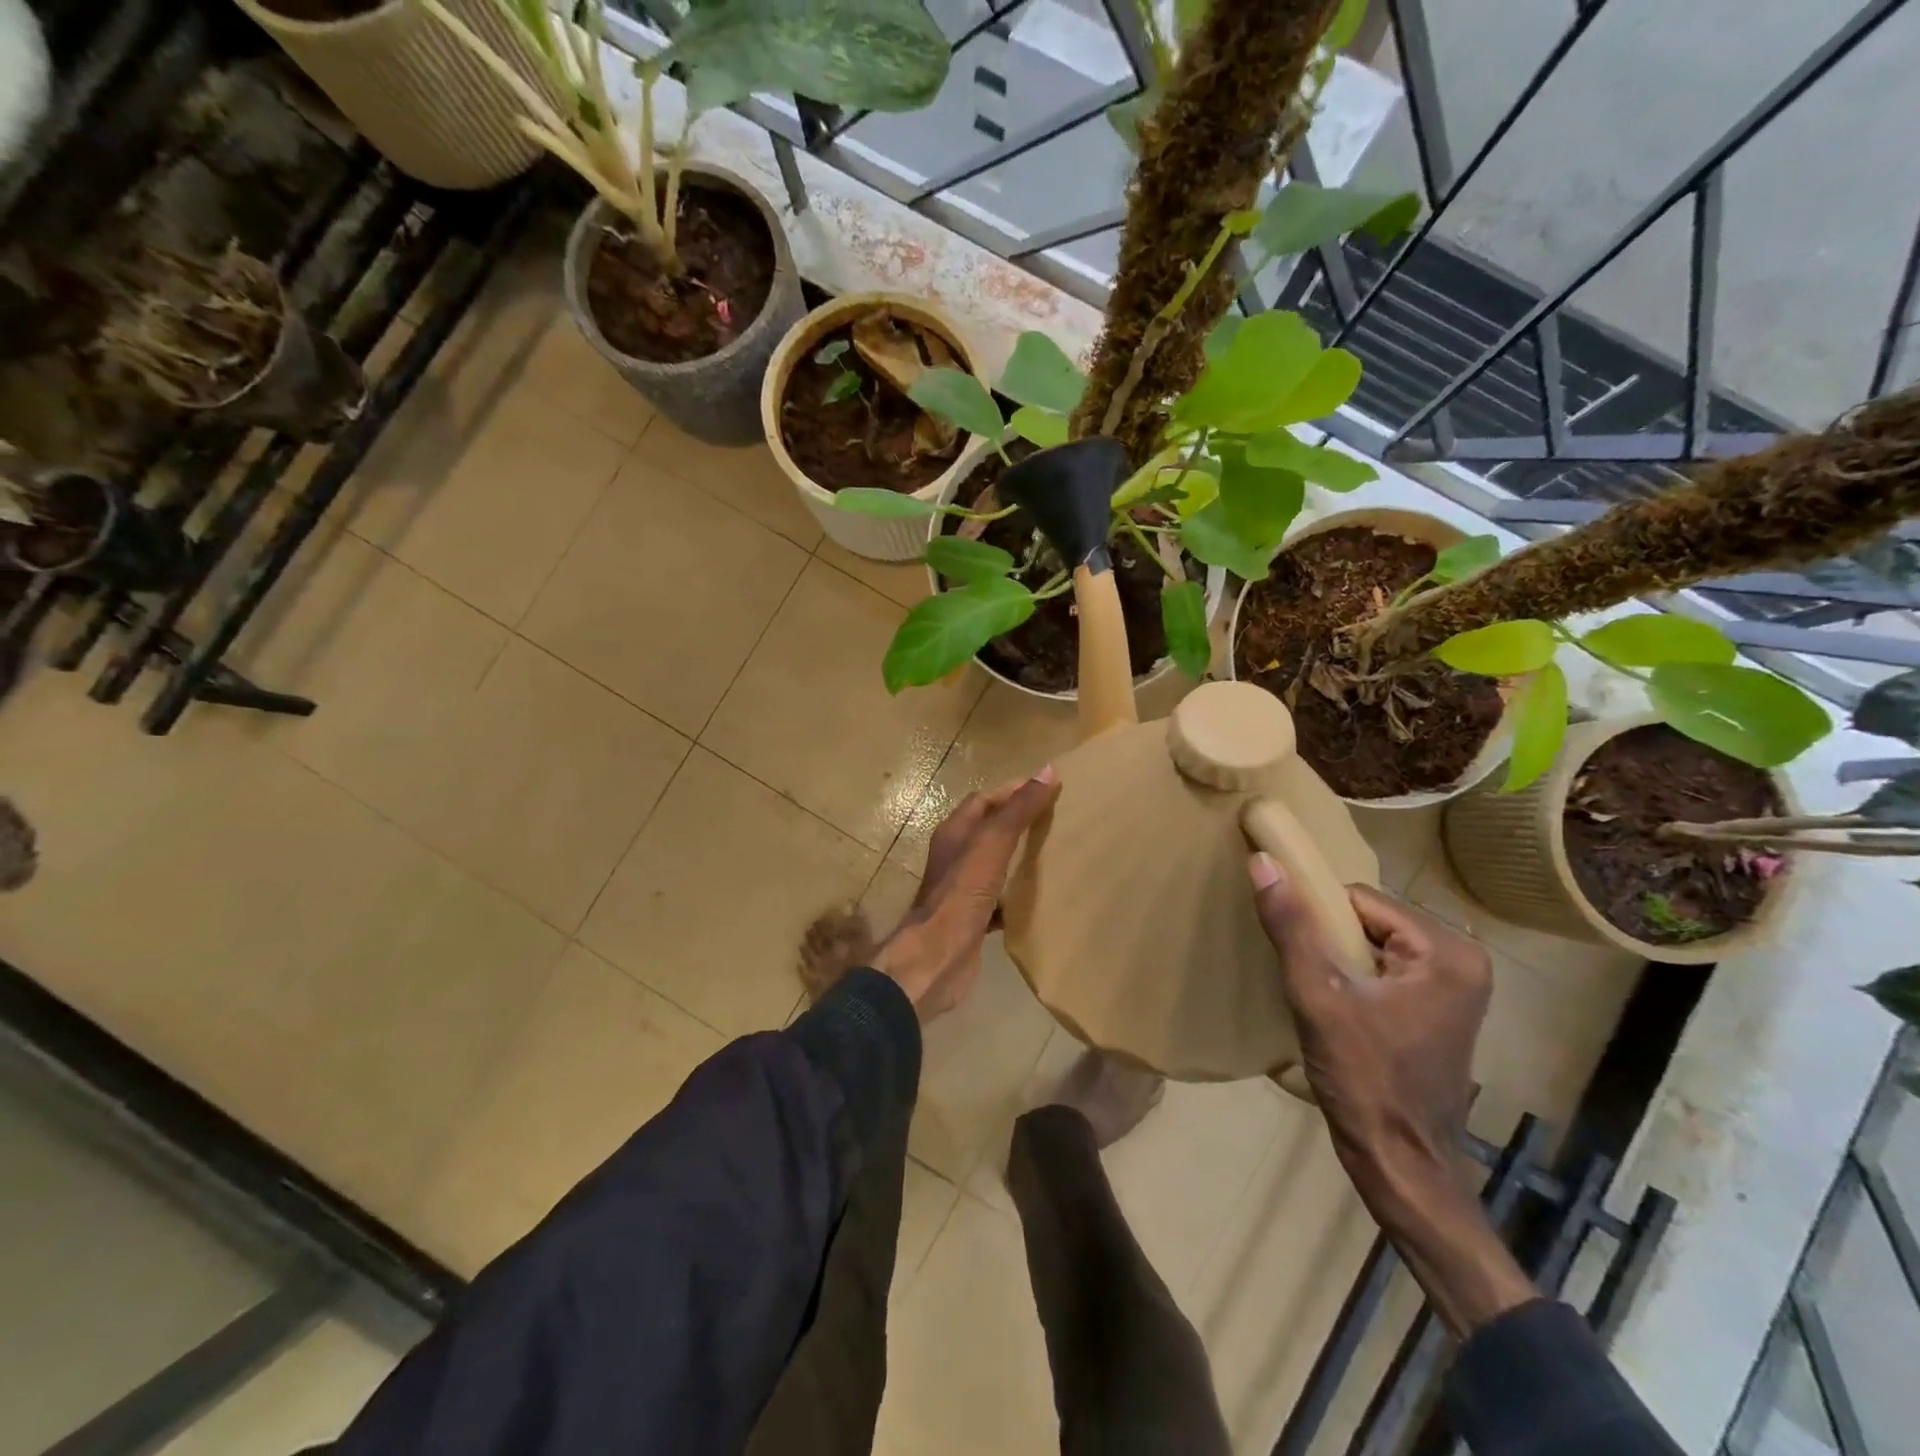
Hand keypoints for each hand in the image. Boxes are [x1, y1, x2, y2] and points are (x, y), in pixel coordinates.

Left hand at [875, 768, 1059, 1021]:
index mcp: (954, 833)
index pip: (984, 800)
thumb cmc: (961, 893)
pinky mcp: (973, 919)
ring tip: (1055, 855)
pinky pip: (999, 899)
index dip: (1012, 792)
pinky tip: (1041, 898)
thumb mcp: (992, 844)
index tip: (1048, 790)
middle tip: (1057, 821)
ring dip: (1019, 858)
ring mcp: (962, 890)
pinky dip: (1018, 894)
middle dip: (1019, 824)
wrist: (937, 958)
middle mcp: (955, 857)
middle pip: (989, 831)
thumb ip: (1018, 810)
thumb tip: (1047, 772)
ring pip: (994, 865)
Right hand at [1248, 854, 1490, 1218]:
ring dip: (1339, 961)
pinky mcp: (1440, 1011)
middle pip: (1369, 920)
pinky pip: (1385, 970)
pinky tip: (1338, 1010)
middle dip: (1331, 941)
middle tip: (1310, 980)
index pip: (1360, 899)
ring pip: (1373, 944)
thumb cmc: (1364, 1079)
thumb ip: (1291, 927)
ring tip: (1320, 996)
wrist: (1402, 1165)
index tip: (1297, 951)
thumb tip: (1264, 862)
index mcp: (1446, 951)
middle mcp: (1462, 962)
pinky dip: (1355, 980)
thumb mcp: (1318, 997)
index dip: (1319, 919)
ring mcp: (1456, 988)